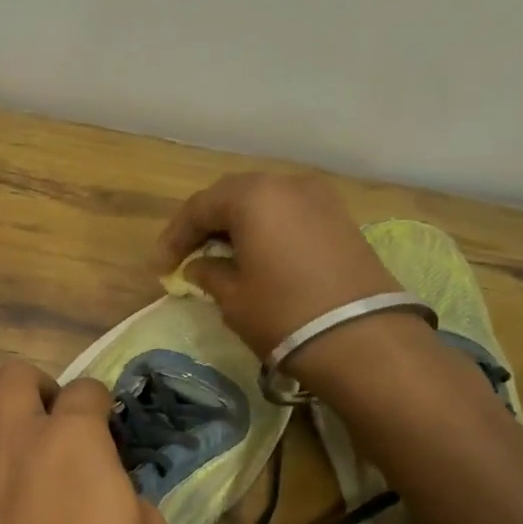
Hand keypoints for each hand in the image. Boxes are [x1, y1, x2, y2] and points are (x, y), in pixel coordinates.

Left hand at [0, 360, 169, 523]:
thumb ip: (132, 506)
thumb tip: (115, 498)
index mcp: (74, 442)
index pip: (87, 391)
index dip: (103, 404)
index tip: (112, 431)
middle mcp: (18, 445)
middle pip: (11, 378)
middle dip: (35, 387)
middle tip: (55, 423)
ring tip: (8, 454)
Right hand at [154, 172, 402, 360]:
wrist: (361, 338)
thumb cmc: (283, 314)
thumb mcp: (234, 298)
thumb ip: (209, 274)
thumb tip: (199, 266)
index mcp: (253, 196)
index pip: (199, 207)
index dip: (174, 237)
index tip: (160, 268)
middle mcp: (287, 185)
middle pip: (233, 197)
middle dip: (205, 225)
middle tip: (186, 256)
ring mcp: (320, 200)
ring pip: (264, 203)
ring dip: (237, 227)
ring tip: (219, 257)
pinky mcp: (341, 220)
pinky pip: (289, 216)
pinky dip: (266, 231)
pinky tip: (256, 257)